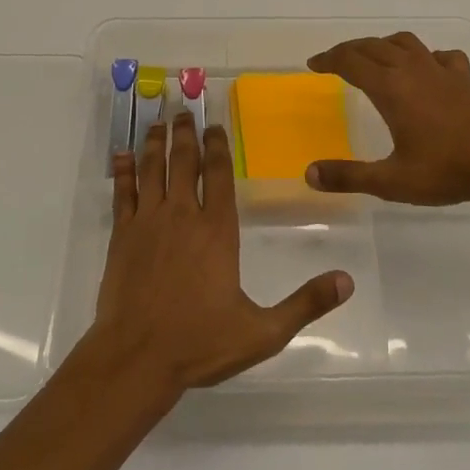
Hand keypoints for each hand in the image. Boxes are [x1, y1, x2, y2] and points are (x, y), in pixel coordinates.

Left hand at [88, 112, 353, 398]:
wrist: (136, 359)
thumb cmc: (199, 343)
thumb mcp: (263, 331)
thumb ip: (305, 304)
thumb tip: (347, 281)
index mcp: (217, 230)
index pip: (219, 175)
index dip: (218, 146)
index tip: (215, 126)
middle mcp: (183, 216)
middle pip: (184, 162)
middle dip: (186, 133)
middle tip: (184, 110)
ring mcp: (148, 223)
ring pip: (152, 169)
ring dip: (156, 143)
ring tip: (158, 122)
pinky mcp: (121, 236)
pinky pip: (122, 193)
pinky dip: (122, 171)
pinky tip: (121, 154)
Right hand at [305, 32, 469, 206]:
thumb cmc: (445, 170)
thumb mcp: (391, 181)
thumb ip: (349, 176)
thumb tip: (310, 174)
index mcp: (391, 88)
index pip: (351, 62)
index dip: (329, 60)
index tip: (313, 65)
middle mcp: (412, 71)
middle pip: (373, 46)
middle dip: (349, 49)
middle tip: (333, 61)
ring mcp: (441, 72)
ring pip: (405, 43)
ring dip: (383, 44)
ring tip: (373, 55)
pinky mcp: (464, 80)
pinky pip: (441, 56)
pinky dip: (426, 56)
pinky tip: (427, 68)